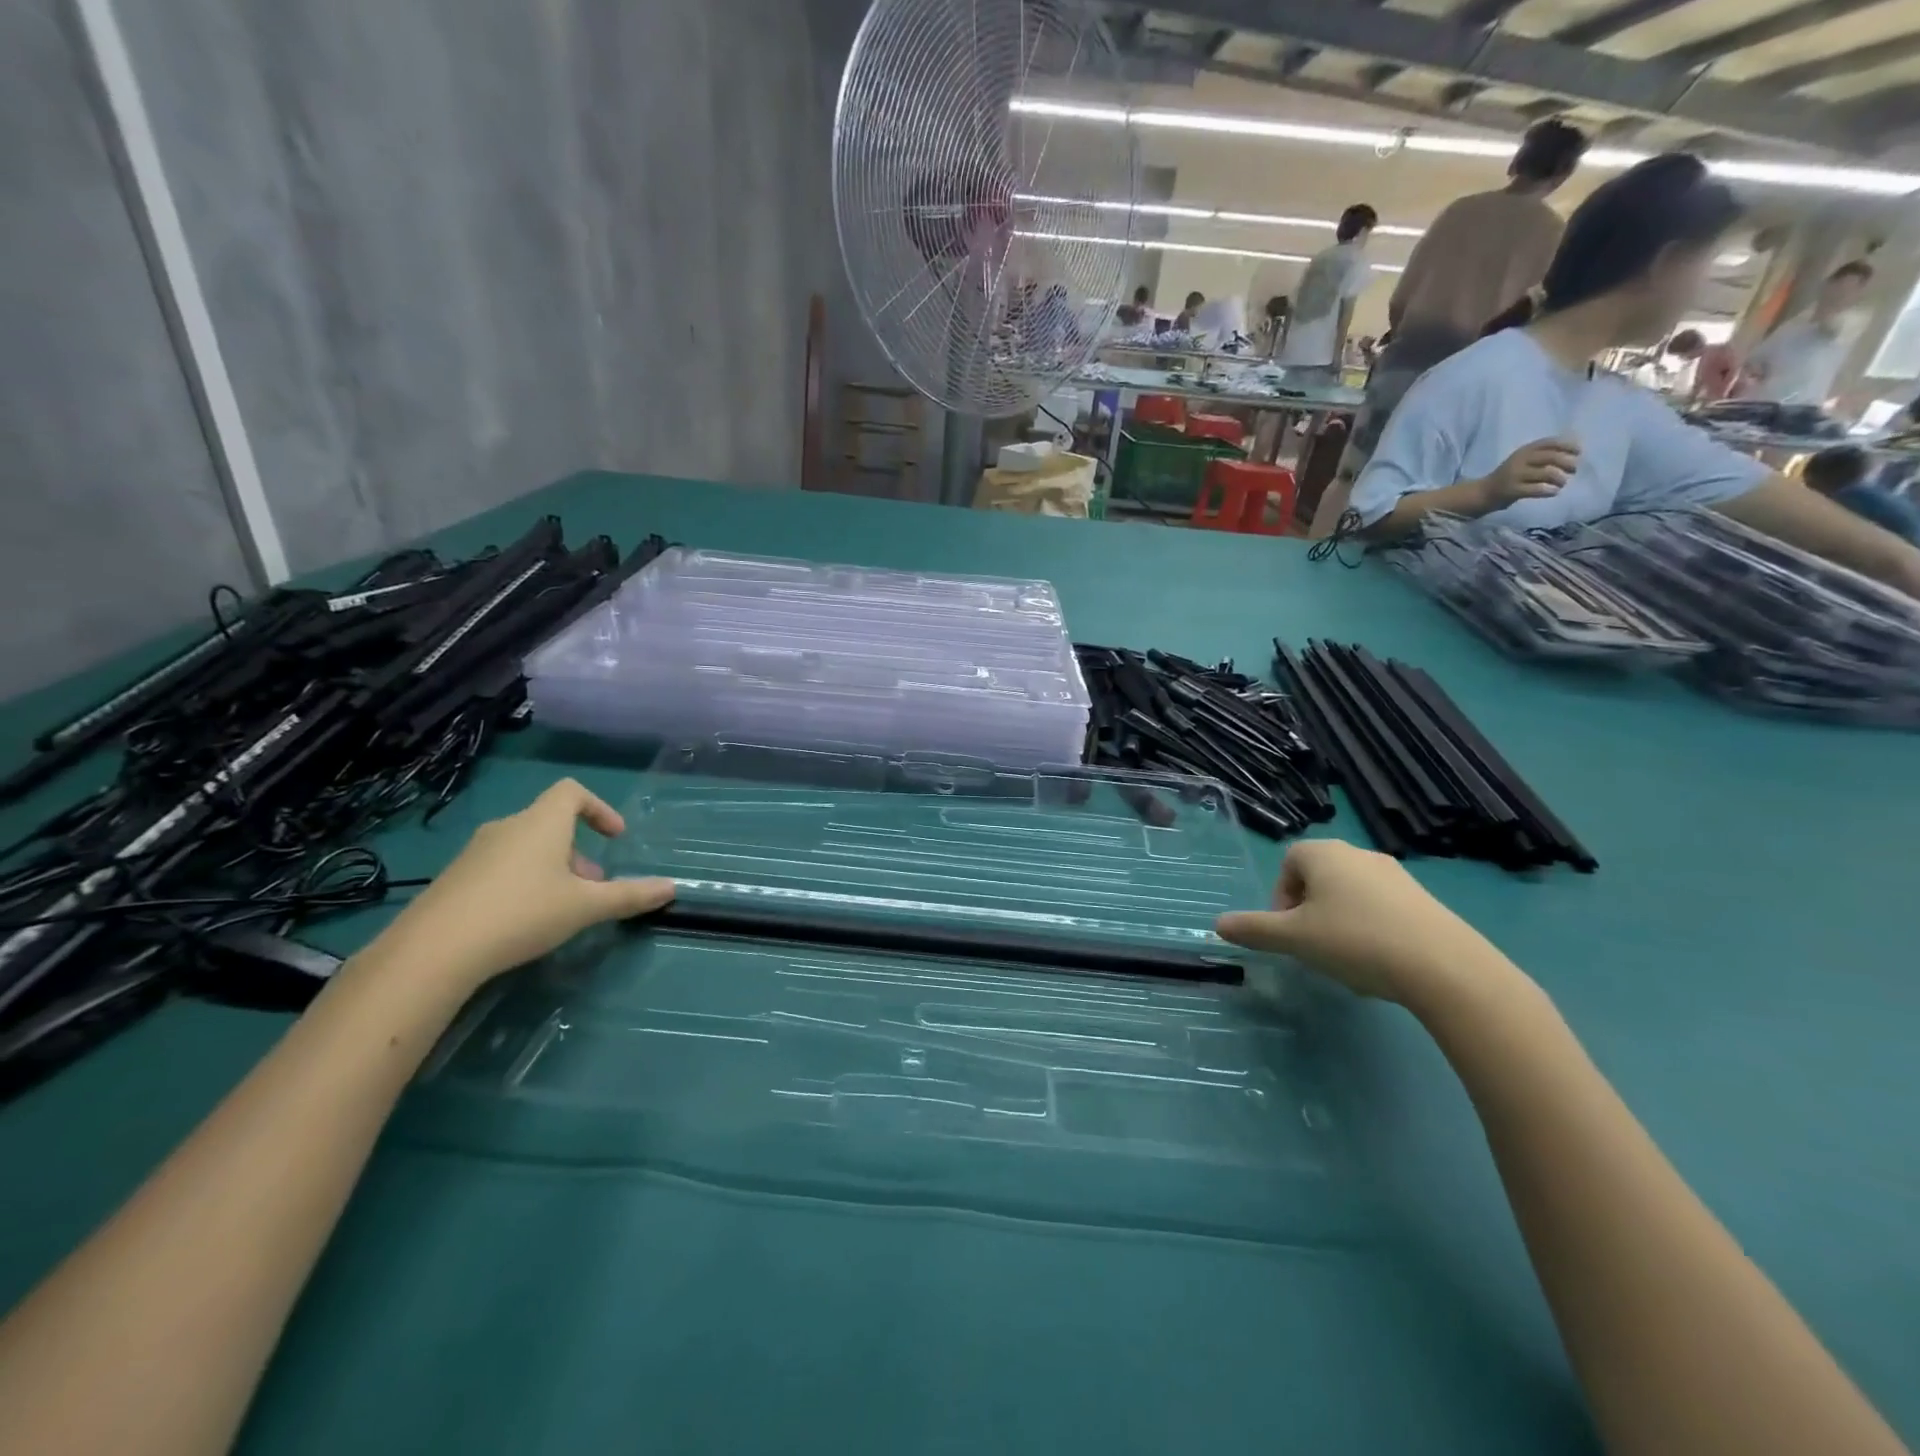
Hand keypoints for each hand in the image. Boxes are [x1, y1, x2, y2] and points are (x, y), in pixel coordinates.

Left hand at [373, 779, 673, 991]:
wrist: (433, 951)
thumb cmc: (522, 913)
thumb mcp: (585, 907)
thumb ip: (629, 896)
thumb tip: (672, 888)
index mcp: (541, 823)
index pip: (572, 792)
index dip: (599, 808)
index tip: (614, 837)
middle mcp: (507, 828)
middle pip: (550, 823)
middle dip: (578, 850)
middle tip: (593, 885)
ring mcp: (475, 853)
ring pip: (525, 847)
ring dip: (552, 867)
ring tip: (563, 906)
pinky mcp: (454, 879)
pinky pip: (500, 867)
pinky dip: (522, 881)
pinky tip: (523, 920)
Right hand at [1214, 839, 1510, 1006]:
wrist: (1444, 967)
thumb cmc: (1355, 941)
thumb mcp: (1294, 939)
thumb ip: (1254, 930)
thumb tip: (1217, 925)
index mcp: (1324, 854)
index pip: (1289, 863)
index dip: (1280, 897)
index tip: (1287, 930)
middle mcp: (1359, 854)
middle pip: (1318, 877)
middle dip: (1308, 911)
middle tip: (1311, 946)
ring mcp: (1396, 875)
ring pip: (1349, 895)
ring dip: (1338, 921)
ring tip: (1345, 959)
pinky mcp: (1424, 900)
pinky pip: (1381, 908)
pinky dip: (1370, 929)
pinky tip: (1379, 962)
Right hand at [1475, 438, 1578, 510]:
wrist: (1484, 492)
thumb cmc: (1510, 476)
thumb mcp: (1524, 461)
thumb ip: (1543, 455)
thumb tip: (1572, 455)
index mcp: (1524, 450)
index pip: (1550, 443)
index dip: (1567, 446)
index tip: (1578, 452)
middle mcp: (1519, 460)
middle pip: (1551, 457)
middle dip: (1568, 463)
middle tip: (1573, 471)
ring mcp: (1515, 475)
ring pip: (1547, 473)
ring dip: (1560, 479)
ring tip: (1562, 484)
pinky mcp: (1512, 490)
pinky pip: (1537, 489)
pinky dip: (1550, 491)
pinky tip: (1553, 492)